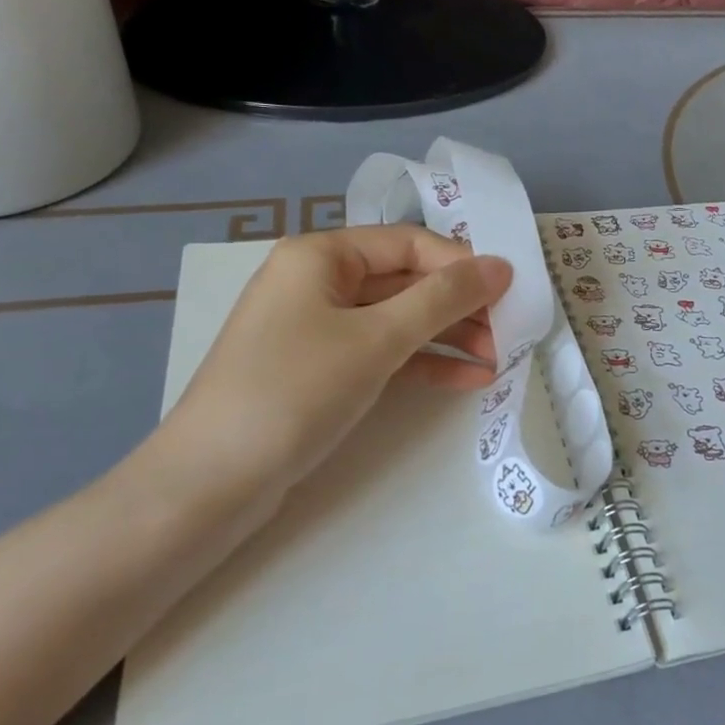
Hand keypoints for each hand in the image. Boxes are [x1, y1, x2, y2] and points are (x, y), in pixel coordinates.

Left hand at [131, 226, 511, 518]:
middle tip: (509, 333)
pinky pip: (382, 354)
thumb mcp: (377, 339)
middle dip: (459, 306)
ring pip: (397, 320)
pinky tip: (467, 380)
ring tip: (498, 360)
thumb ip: (443, 298)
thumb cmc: (296, 390)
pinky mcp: (321, 370)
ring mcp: (318, 328)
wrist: (212, 482)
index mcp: (321, 255)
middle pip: (405, 280)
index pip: (409, 243)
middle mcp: (318, 282)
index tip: (511, 292)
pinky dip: (422, 363)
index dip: (462, 264)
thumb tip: (501, 265)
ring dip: (448, 337)